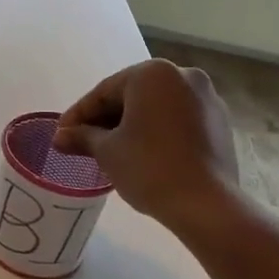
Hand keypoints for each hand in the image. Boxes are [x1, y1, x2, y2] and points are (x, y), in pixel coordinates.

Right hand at [53, 60, 241, 231]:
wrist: (205, 204)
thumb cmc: (149, 168)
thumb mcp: (107, 151)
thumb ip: (82, 137)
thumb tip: (59, 137)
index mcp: (153, 74)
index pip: (104, 91)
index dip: (78, 115)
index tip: (61, 134)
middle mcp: (183, 76)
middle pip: (132, 95)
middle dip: (105, 119)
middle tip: (81, 143)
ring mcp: (206, 98)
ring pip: (156, 107)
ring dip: (130, 125)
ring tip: (109, 150)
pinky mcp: (219, 122)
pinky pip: (176, 120)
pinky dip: (156, 131)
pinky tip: (141, 153)